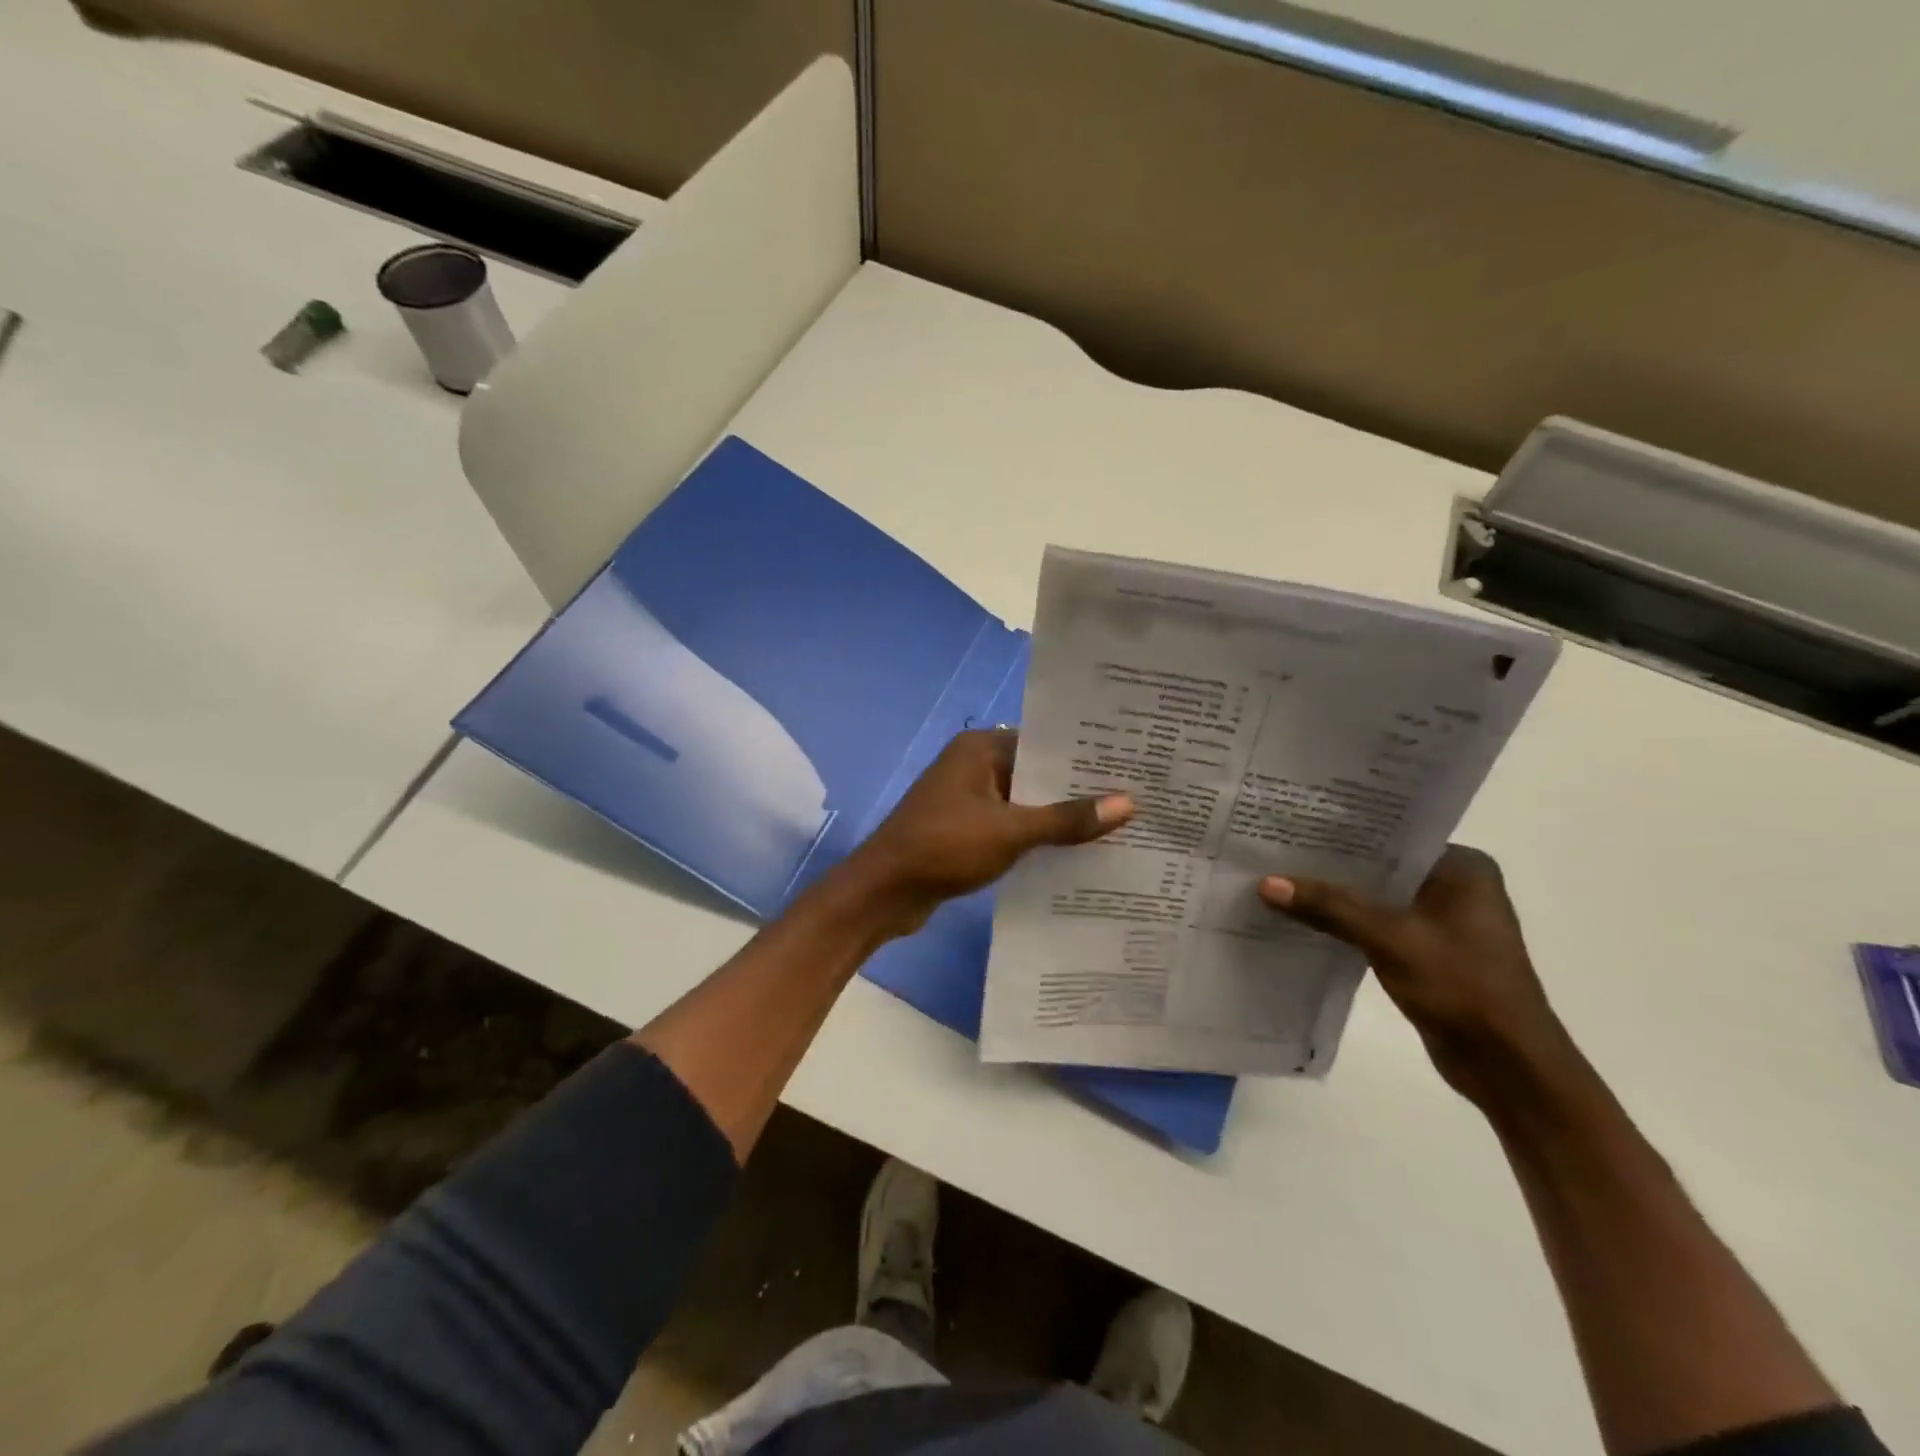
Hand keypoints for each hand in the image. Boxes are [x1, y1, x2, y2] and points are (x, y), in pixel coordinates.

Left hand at [839, 730, 1132, 936]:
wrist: (882, 892)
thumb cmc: (943, 847)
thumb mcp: (1010, 832)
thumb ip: (1067, 819)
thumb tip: (1129, 803)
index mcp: (980, 747)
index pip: (1044, 742)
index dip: (1085, 756)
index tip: (1131, 767)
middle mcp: (974, 765)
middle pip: (1036, 773)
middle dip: (1077, 790)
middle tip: (1135, 799)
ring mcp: (968, 798)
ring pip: (1025, 803)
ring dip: (1058, 817)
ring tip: (1117, 827)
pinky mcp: (965, 830)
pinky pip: (1011, 826)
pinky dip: (1036, 837)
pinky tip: (1075, 853)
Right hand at [1258, 846, 1569, 1106]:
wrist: (1508, 1067)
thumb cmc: (1462, 987)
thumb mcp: (1390, 939)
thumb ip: (1329, 906)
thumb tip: (1266, 883)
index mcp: (1463, 868)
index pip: (1390, 835)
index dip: (1340, 831)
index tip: (1291, 823)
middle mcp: (1456, 886)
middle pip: (1379, 867)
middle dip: (1330, 865)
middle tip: (1274, 850)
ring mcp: (1442, 921)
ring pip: (1374, 897)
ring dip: (1334, 897)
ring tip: (1278, 879)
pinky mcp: (1427, 951)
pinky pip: (1376, 925)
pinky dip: (1345, 923)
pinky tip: (1302, 919)